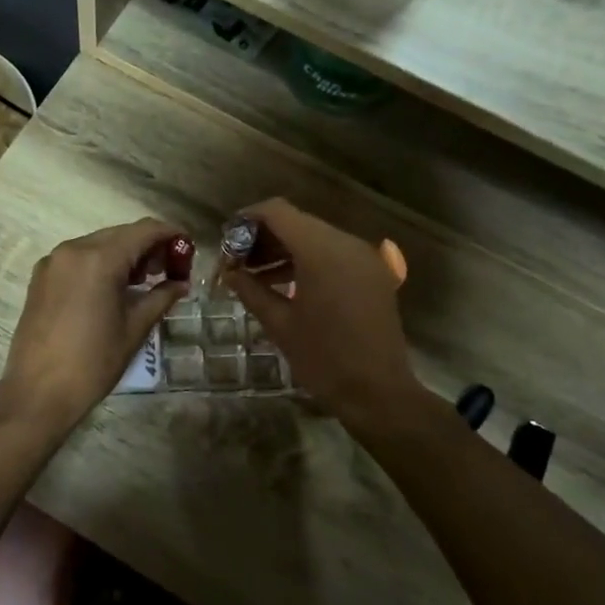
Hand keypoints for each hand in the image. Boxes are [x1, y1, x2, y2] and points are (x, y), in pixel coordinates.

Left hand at [0, 219, 186, 433]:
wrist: (38, 392)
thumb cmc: (92, 362)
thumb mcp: (134, 329)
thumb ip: (160, 297)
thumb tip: (181, 283)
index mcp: (99, 259)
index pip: (144, 231)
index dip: (170, 234)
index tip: (188, 247)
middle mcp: (73, 249)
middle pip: (120, 234)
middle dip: (148, 246)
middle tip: (169, 269)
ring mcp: (53, 262)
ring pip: (98, 244)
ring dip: (124, 254)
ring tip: (144, 281)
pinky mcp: (41, 277)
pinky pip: (78, 258)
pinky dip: (100, 263)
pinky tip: (113, 287)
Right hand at [219, 199, 417, 423]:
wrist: (378, 392)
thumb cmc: (323, 358)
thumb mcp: (279, 324)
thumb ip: (251, 290)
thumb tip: (229, 272)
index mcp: (321, 252)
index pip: (278, 212)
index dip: (248, 219)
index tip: (227, 239)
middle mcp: (346, 244)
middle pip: (297, 222)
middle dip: (264, 237)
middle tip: (237, 262)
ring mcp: (364, 257)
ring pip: (315, 237)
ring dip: (284, 249)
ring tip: (254, 275)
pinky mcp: (373, 273)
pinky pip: (333, 253)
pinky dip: (307, 260)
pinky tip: (285, 284)